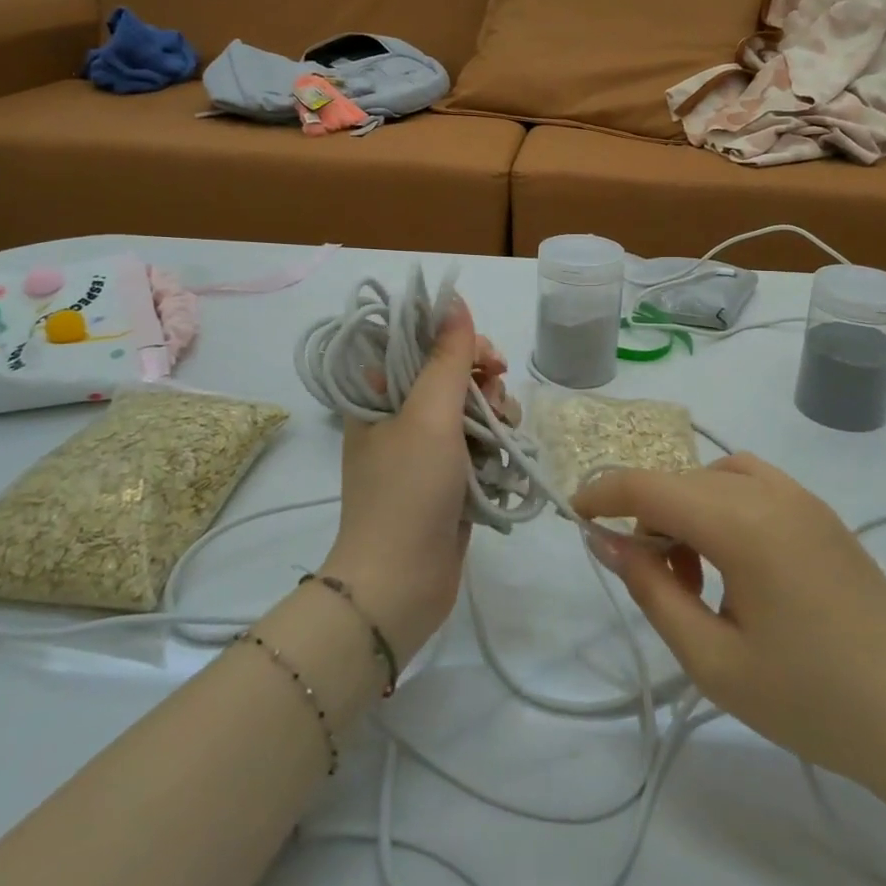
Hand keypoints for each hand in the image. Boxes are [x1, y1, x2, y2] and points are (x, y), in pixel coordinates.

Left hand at [321, 297, 485, 663]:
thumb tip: (454, 301)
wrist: (400, 585)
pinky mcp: (447, 477)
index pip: (420, 343)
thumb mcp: (429, 415)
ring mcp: (424, 448)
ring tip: (503, 435)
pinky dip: (495, 444)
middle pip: (451, 373)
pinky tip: (505, 457)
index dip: (456, 340)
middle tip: (498, 393)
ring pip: (471, 407)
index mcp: (380, 394)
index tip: (486, 355)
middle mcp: (399, 415)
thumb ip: (447, 357)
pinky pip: (478, 442)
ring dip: (495, 412)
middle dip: (482, 379)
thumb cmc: (408, 492)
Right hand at [572, 454, 885, 792]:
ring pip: (714, 477)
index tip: (574, 513)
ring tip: (694, 572)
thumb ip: (652, 590)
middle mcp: (769, 493)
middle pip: (681, 481)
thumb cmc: (811, 698)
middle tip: (652, 578)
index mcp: (742, 524)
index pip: (650, 486)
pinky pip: (751, 482)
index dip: (604, 492)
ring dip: (686, 508)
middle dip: (648, 516)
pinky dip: (722, 502)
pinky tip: (732, 556)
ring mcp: (800, 496)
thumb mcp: (713, 659)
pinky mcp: (819, 511)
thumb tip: (607, 540)